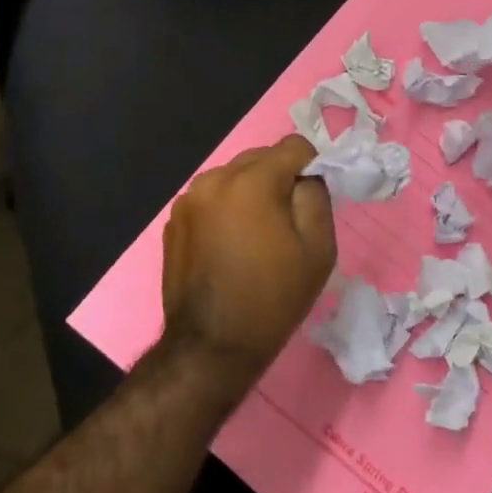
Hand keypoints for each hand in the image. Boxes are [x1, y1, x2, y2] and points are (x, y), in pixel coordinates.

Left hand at [161, 136, 335, 386]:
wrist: (212, 346)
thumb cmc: (273, 297)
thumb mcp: (318, 248)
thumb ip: (316, 195)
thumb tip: (307, 174)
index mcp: (251, 180)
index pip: (294, 146)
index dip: (311, 168)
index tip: (312, 202)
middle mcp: (214, 178)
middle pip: (260, 158)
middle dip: (278, 179)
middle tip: (286, 223)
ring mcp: (188, 200)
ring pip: (234, 178)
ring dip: (250, 194)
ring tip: (256, 238)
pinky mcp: (173, 222)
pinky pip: (211, 200)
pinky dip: (226, 211)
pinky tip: (229, 248)